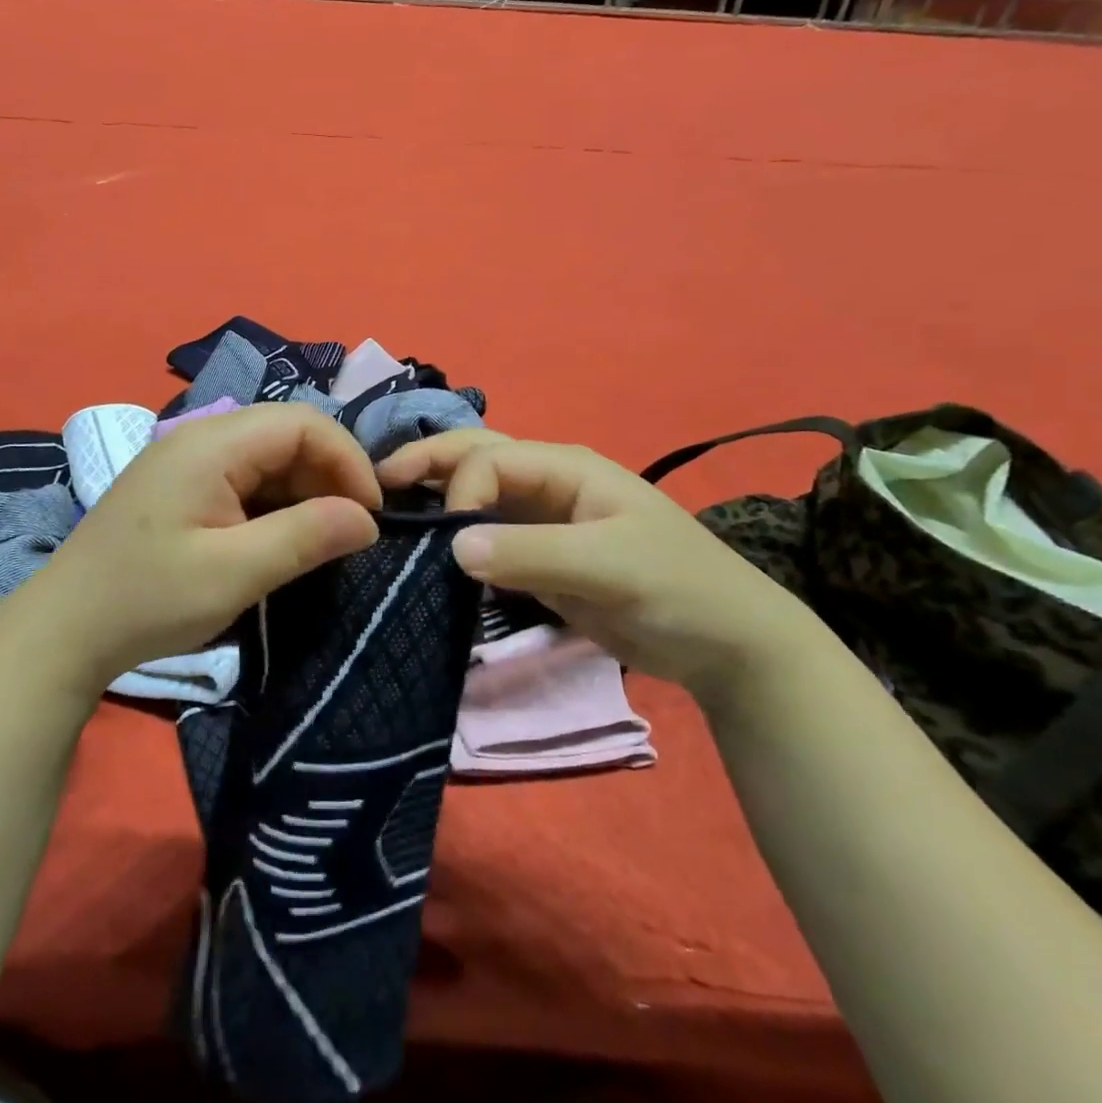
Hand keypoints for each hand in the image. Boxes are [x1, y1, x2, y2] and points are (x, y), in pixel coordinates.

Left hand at [0, 403, 380, 691]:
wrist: (64, 630)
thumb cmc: (148, 600)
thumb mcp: (234, 574)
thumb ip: (305, 537)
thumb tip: (368, 519)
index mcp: (212, 444)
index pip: (303, 423)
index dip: (347, 460)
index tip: (370, 515)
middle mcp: (201, 438)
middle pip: (287, 435)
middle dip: (329, 476)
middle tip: (349, 532)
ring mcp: (188, 461)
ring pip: (269, 457)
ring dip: (304, 491)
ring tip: (321, 540)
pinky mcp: (182, 486)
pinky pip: (245, 478)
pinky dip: (275, 503)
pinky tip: (281, 539)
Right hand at [377, 430, 826, 698]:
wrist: (726, 644)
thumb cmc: (677, 588)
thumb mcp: (609, 565)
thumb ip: (532, 553)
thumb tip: (451, 546)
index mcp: (566, 467)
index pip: (490, 460)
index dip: (460, 491)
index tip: (447, 542)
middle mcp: (547, 483)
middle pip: (476, 458)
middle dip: (427, 464)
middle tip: (376, 485)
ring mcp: (541, 520)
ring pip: (476, 495)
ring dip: (435, 497)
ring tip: (388, 510)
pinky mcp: (538, 556)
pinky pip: (486, 538)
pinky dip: (453, 538)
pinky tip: (426, 549)